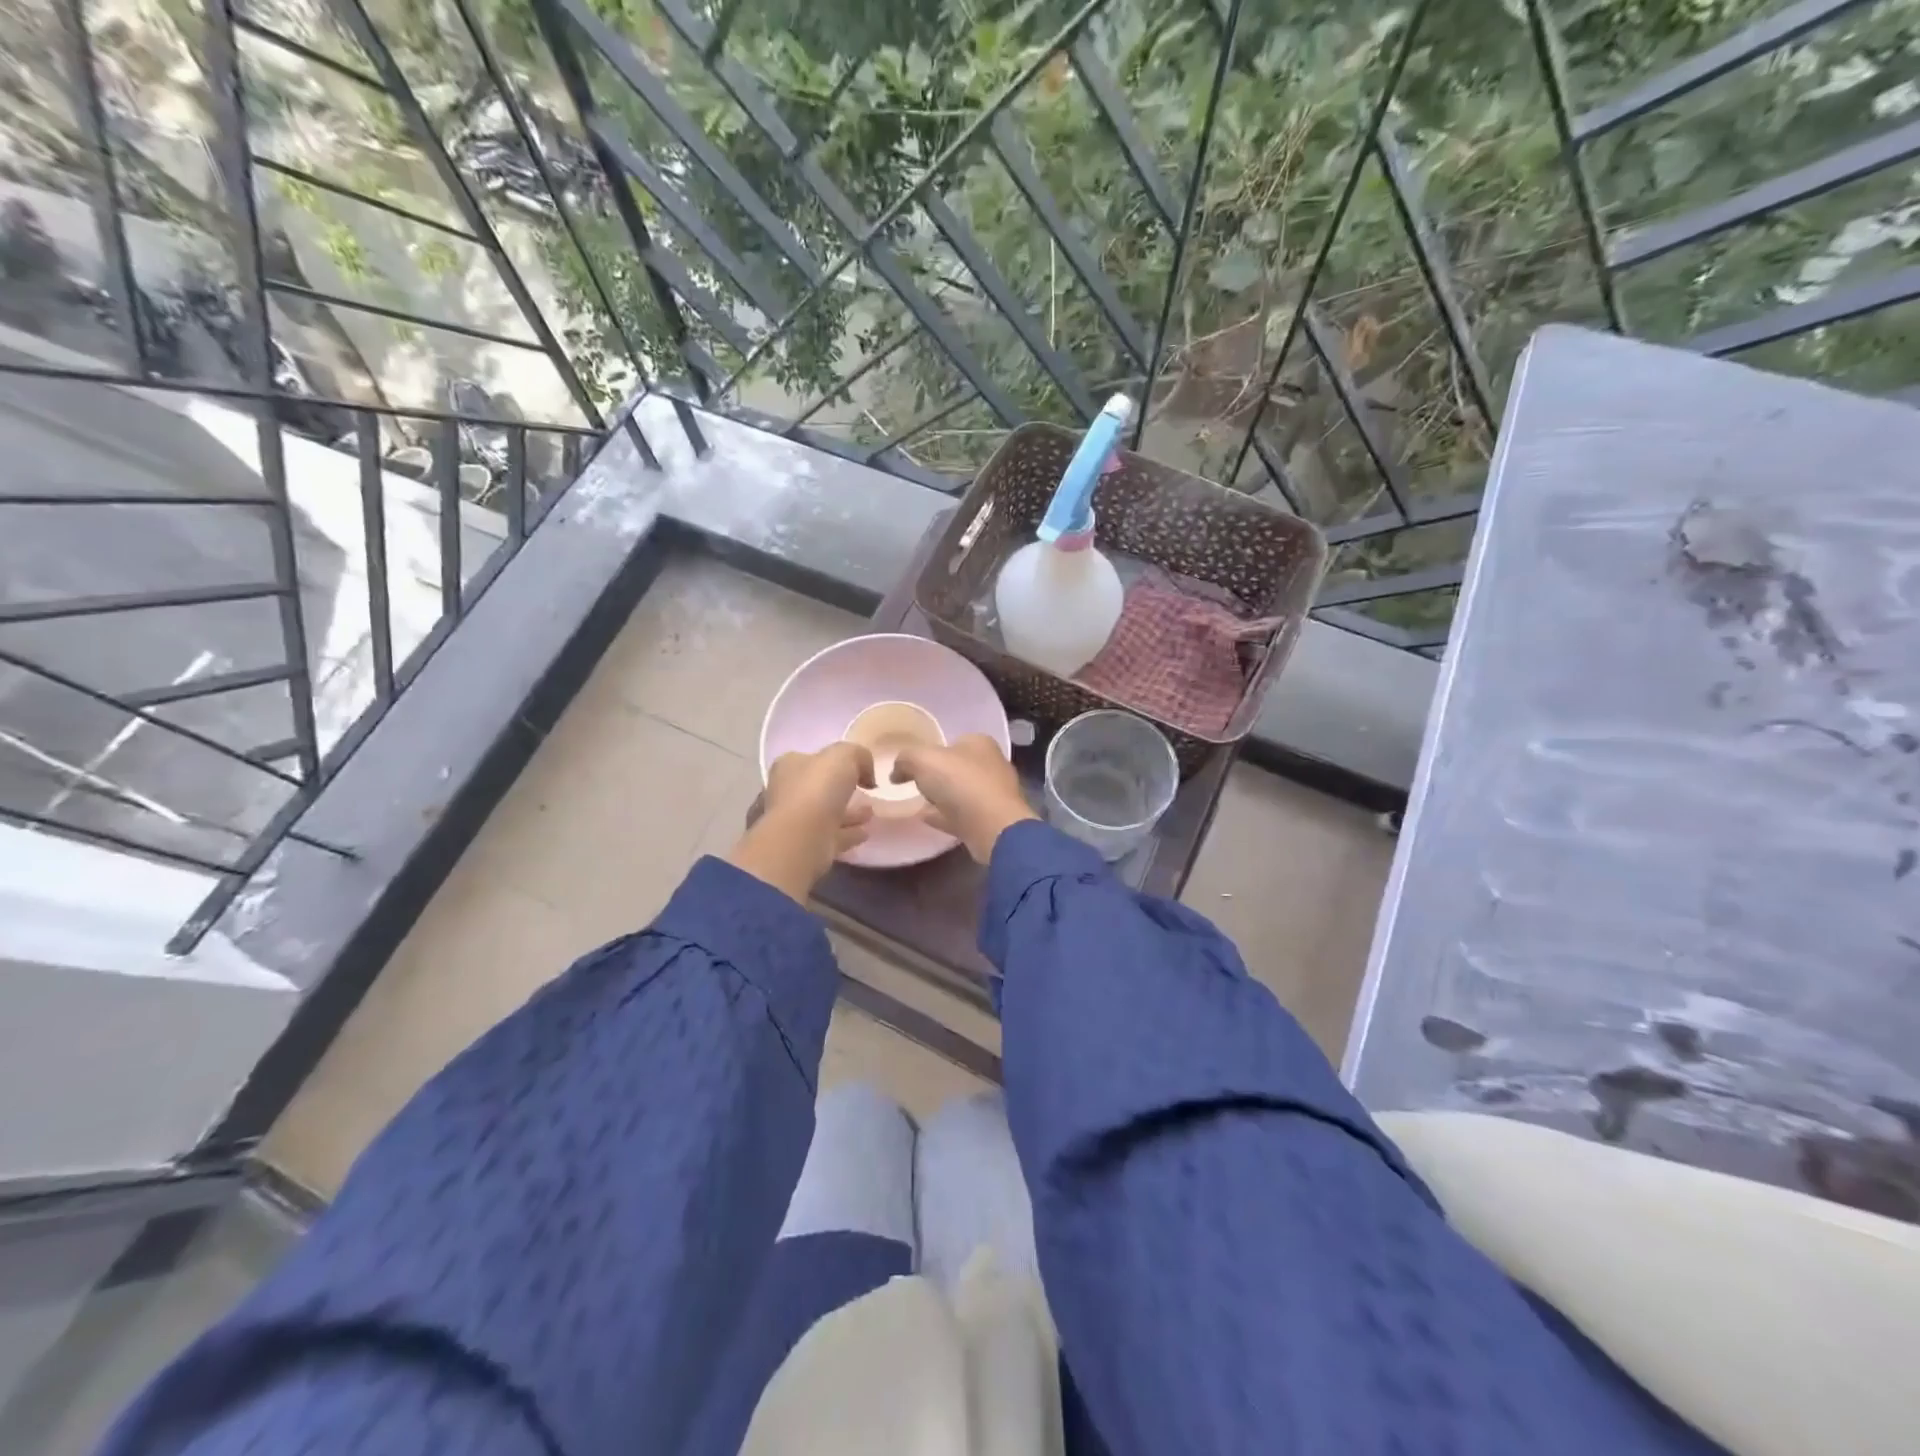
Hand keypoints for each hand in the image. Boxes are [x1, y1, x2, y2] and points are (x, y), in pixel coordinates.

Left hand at [727, 742, 874, 903]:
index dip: (834, 762)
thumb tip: (866, 774)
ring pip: (827, 813)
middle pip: (819, 787)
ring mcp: (797, 821)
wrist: (804, 837)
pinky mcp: (808, 845)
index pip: (812, 759)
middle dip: (842, 789)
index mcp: (790, 766)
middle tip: (867, 791)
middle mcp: (788, 792)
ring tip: (872, 812)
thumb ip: (858, 755)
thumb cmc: (818, 788)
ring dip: (849, 813)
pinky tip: (866, 832)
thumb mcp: (844, 755)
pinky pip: (834, 836)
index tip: (858, 769)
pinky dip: (849, 833)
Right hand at [891, 734, 1034, 863]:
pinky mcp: (990, 820)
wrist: (992, 827)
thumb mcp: (923, 759)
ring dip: (941, 797)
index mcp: (980, 743)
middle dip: (936, 774)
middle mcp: (991, 764)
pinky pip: (961, 815)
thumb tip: (897, 772)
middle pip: (956, 766)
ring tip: (916, 802)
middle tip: (912, 783)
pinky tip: (926, 819)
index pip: (952, 741)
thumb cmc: (960, 782)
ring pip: (960, 791)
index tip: (911, 765)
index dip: (930, 750)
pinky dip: (944, 815)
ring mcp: (993, 794)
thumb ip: (905, 759)